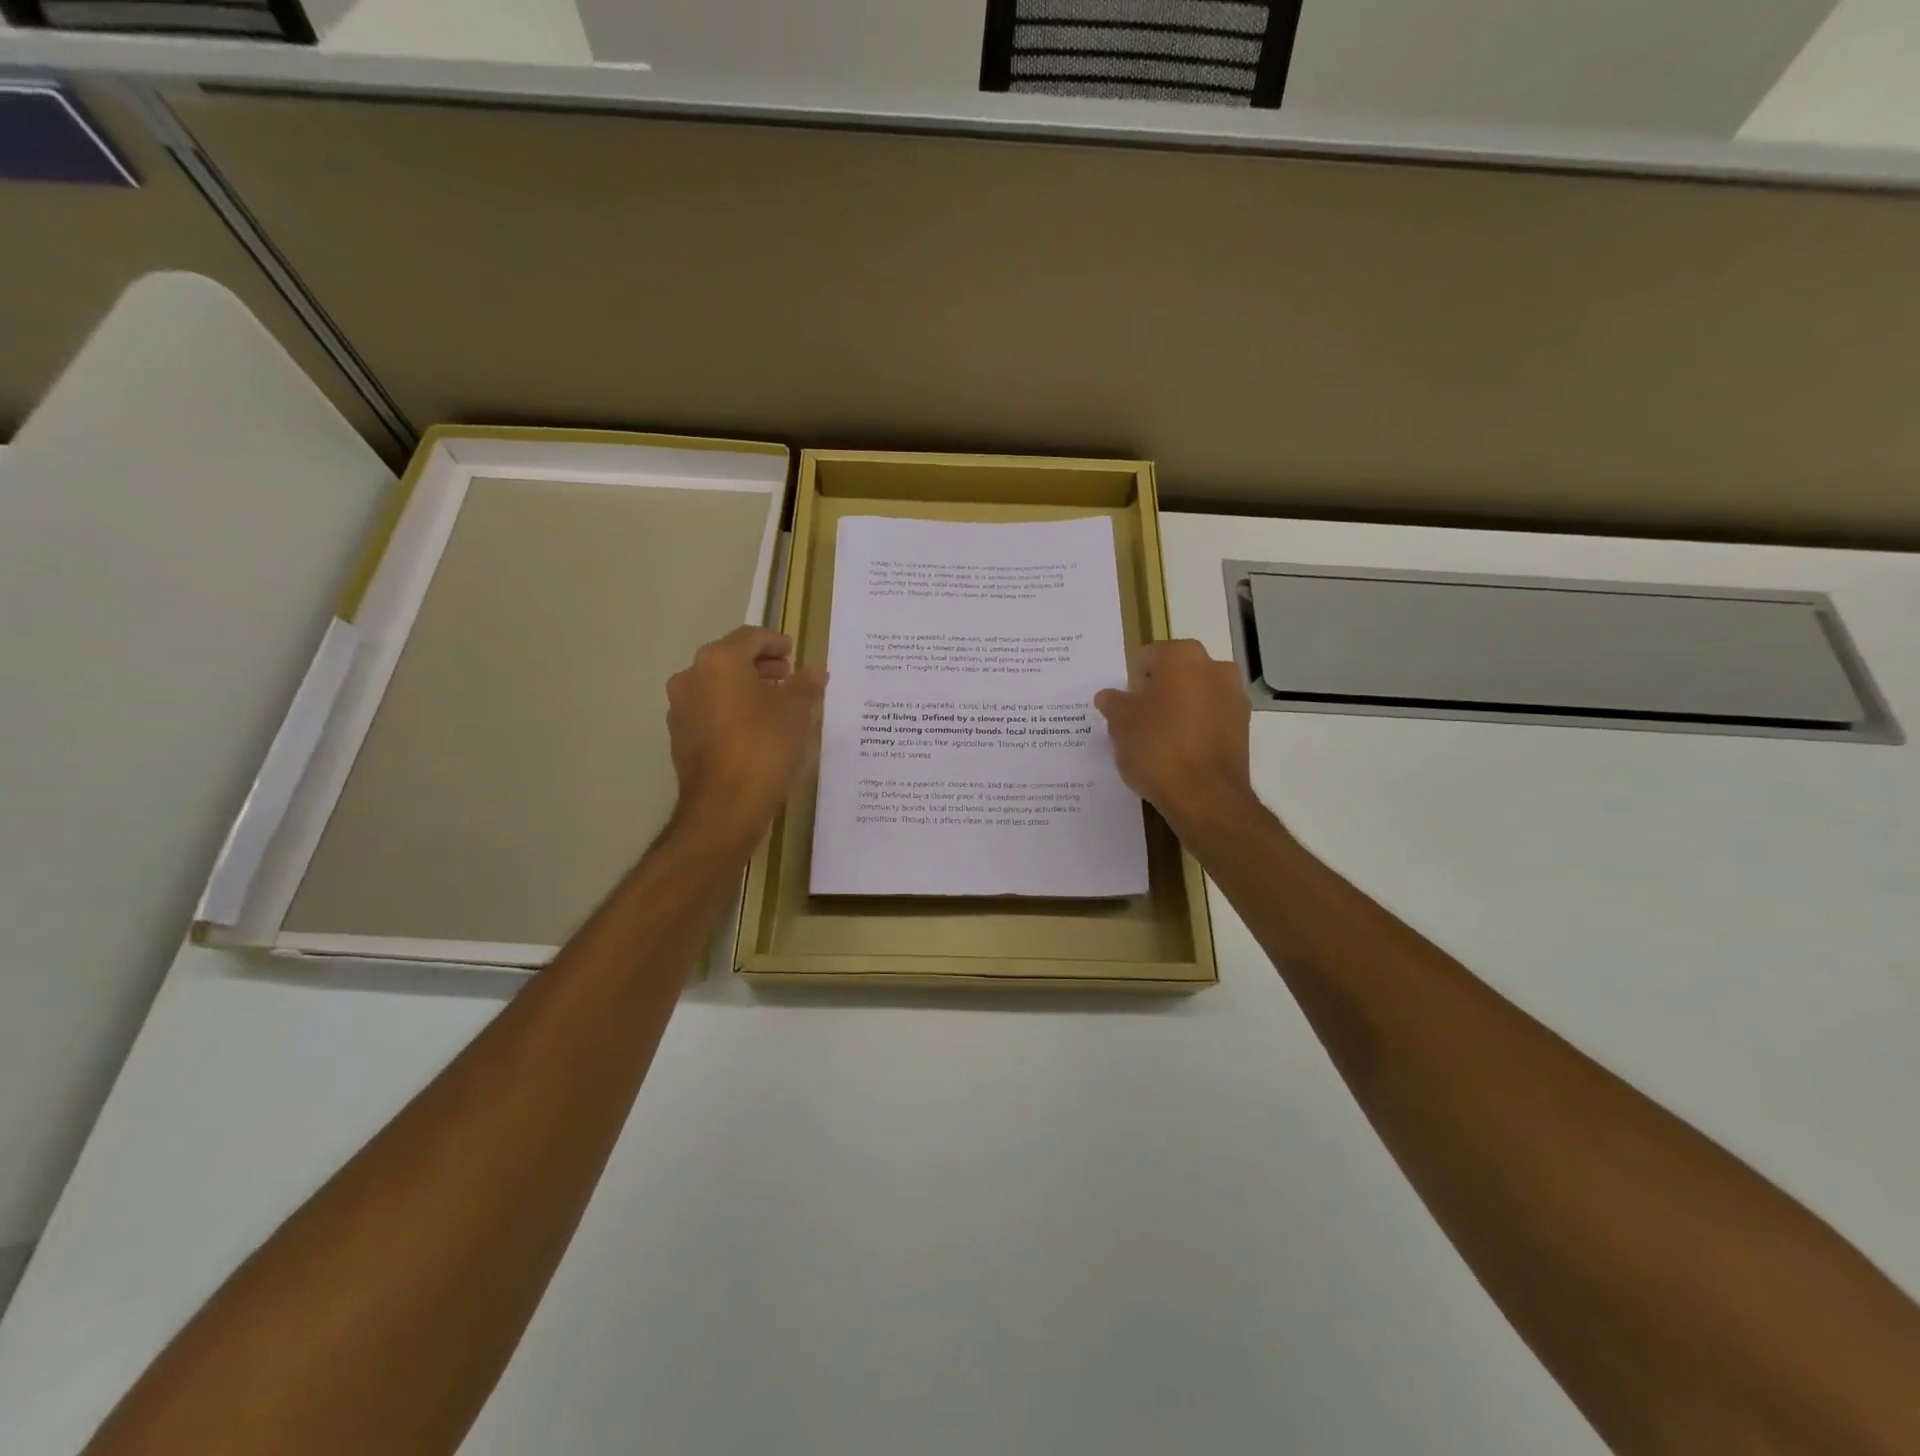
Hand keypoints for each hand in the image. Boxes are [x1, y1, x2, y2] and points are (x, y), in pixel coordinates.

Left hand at [666, 626, 826, 852]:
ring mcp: (680, 709)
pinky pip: (710, 712)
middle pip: (729, 660)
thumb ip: (805, 685)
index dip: (776, 642)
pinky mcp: (680, 738)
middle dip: (760, 666)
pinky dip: (732, 712)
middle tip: (788, 678)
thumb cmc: (764, 745)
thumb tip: (816, 671)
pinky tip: (756, 730)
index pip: (750, 637)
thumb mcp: (796, 711)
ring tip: (775, 706)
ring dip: (745, 690)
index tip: (794, 654)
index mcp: (719, 660)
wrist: (725, 804)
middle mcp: (691, 677)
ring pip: (717, 687)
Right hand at [1094, 639, 1257, 835]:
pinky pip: (1212, 718)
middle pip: (1176, 674)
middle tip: (1140, 723)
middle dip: (1158, 693)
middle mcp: (1214, 668)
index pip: (1148, 658)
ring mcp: (1234, 696)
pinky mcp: (1244, 726)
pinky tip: (1181, 753)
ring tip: (1161, 741)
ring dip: (1180, 709)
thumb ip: (1114, 704)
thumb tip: (1110, 696)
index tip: (1126, 708)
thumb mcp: (1121, 725)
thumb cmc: (1156, 749)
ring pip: (1196, 695)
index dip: (1133, 683)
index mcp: (1182, 657)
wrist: (1204, 796)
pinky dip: (1197, 728)